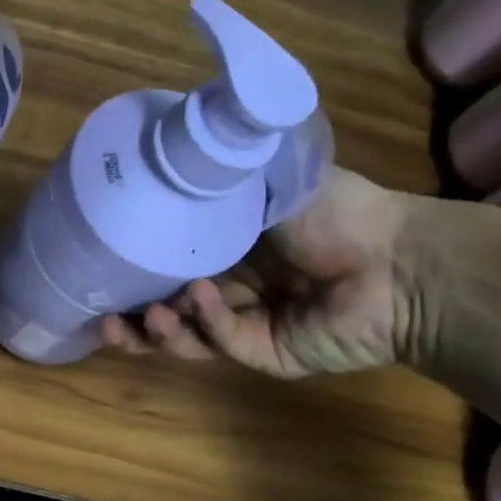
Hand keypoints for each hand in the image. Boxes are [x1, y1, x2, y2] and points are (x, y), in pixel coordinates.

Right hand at [101, 167, 428, 377]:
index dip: (135, 271)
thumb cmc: (337, 212)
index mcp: (229, 250)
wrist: (400, 261)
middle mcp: (230, 290)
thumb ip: (221, 175)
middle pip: (167, 311)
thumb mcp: (269, 179)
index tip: (101, 266)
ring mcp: (246, 326)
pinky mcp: (265, 354)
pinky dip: (206, 322)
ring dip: (158, 330)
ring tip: (142, 317)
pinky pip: (222, 342)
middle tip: (104, 314)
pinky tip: (201, 297)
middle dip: (133, 316)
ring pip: (185, 338)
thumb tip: (170, 146)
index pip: (169, 265)